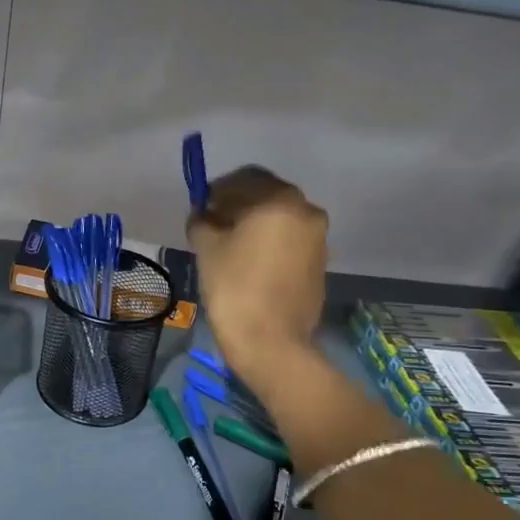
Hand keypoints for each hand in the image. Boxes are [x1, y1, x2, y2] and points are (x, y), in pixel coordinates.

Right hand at [186, 166, 329, 388]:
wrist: (271, 341)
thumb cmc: (234, 288)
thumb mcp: (207, 248)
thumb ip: (202, 221)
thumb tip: (203, 214)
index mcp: (279, 201)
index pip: (245, 178)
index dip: (218, 189)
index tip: (200, 206)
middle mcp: (306, 211)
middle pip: (266, 195)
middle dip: (238, 204)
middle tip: (212, 224)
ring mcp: (317, 238)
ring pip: (279, 217)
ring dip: (254, 223)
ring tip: (229, 245)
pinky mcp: (319, 262)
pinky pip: (289, 239)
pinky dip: (269, 241)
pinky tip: (248, 261)